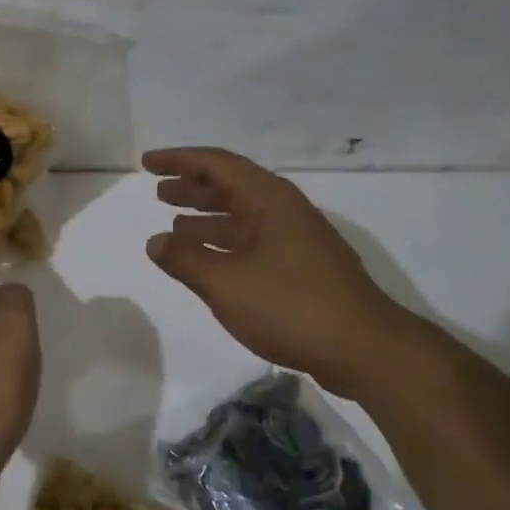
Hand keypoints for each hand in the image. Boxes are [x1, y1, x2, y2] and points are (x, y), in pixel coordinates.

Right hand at [144, 148, 408, 397]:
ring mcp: (296, 241)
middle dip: (193, 188)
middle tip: (158, 192)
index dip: (179, 160)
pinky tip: (208, 263)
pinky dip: (224, 246)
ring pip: (242, 218)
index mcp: (269, 200)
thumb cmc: (289, 306)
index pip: (217, 164)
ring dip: (207, 218)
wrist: (362, 349)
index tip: (147, 163)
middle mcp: (284, 212)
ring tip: (174, 227)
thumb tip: (155, 242)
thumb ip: (185, 260)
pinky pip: (252, 243)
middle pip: (232, 188)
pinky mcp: (301, 270)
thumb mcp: (225, 282)